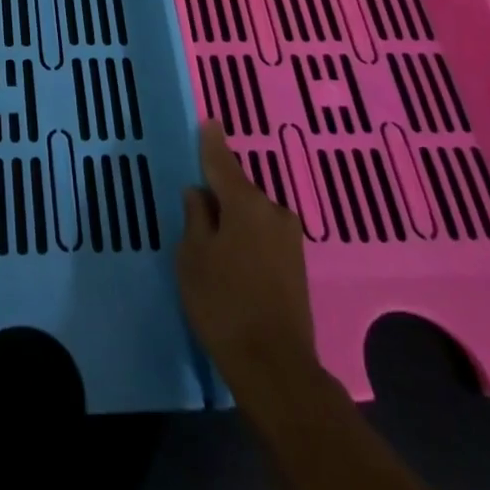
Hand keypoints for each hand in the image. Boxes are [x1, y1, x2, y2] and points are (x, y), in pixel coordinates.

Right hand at [176, 122, 318, 398]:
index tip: (209, 121)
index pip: (222, 162)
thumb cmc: (223, 303)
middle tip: (196, 200)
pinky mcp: (296, 266)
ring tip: (211, 236)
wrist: (276, 368)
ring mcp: (290, 240)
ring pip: (252, 215)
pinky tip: (232, 256)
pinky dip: (246, 237)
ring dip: (233, 218)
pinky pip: (263, 236)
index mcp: (246, 202)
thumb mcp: (193, 256)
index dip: (211, 142)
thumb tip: (199, 193)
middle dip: (219, 192)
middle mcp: (274, 212)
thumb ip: (195, 217)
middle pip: (239, 190)